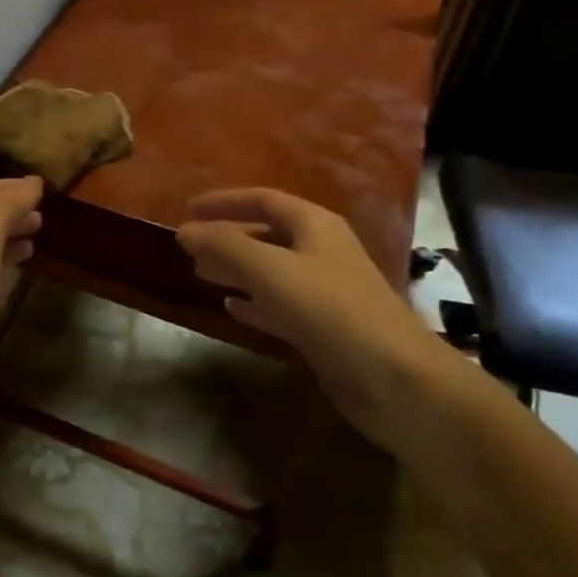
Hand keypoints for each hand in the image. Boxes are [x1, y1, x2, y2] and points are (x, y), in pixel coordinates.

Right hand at [176, 188, 440, 445]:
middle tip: (190, 247)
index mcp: (315, 225)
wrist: (392, 377)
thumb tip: (185, 231)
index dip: (225, 202)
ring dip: (236, 270)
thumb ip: (224, 246)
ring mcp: (324, 291)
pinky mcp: (323, 328)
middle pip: (267, 234)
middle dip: (227, 238)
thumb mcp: (270, 270)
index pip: (263, 200)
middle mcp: (321, 251)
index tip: (188, 209)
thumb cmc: (329, 310)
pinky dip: (253, 303)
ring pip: (270, 271)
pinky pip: (279, 305)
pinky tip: (230, 308)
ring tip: (201, 273)